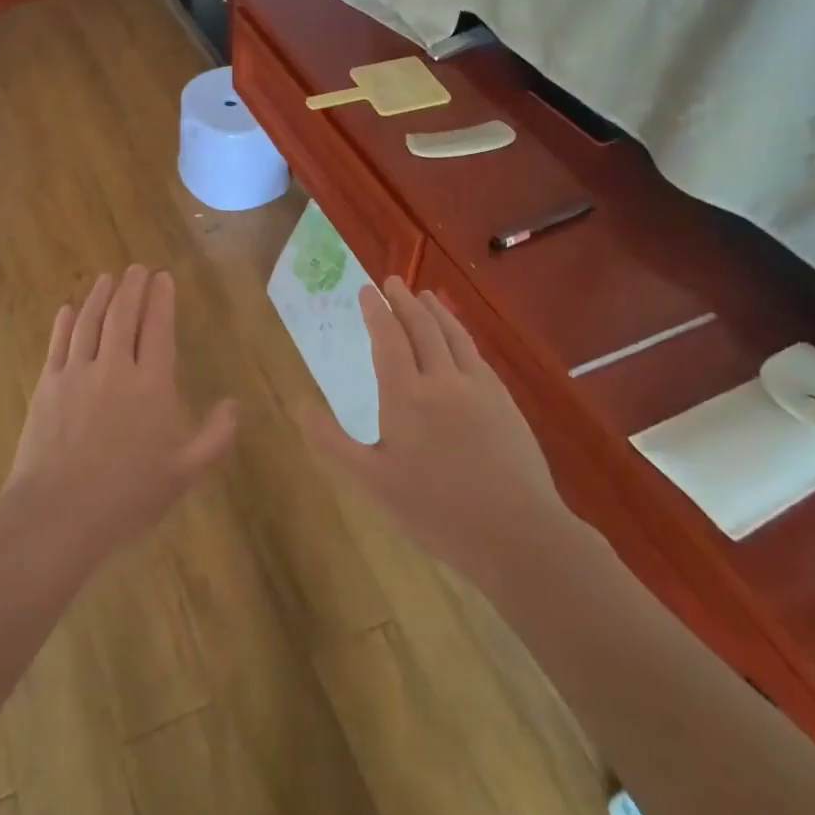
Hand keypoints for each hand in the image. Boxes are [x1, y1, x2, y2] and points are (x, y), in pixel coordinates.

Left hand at [4, 266, 237, 563]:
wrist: (58, 513)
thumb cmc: (128, 496)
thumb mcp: (184, 473)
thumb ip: (214, 437)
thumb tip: (234, 405)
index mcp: (151, 385)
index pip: (158, 328)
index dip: (161, 299)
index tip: (163, 277)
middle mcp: (114, 368)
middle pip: (122, 316)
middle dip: (132, 287)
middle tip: (137, 268)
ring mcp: (76, 374)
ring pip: (89, 322)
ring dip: (99, 296)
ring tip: (107, 278)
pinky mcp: (47, 386)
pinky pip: (57, 344)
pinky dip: (63, 323)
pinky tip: (67, 310)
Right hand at [302, 276, 567, 579]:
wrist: (516, 533)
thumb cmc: (435, 511)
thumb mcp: (372, 481)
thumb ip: (332, 441)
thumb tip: (299, 405)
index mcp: (406, 396)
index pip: (388, 339)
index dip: (376, 311)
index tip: (367, 289)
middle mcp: (443, 380)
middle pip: (422, 328)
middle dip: (404, 301)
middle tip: (392, 281)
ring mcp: (479, 388)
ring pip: (454, 336)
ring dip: (436, 311)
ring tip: (424, 295)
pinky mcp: (504, 402)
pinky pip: (476, 354)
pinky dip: (461, 334)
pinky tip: (458, 339)